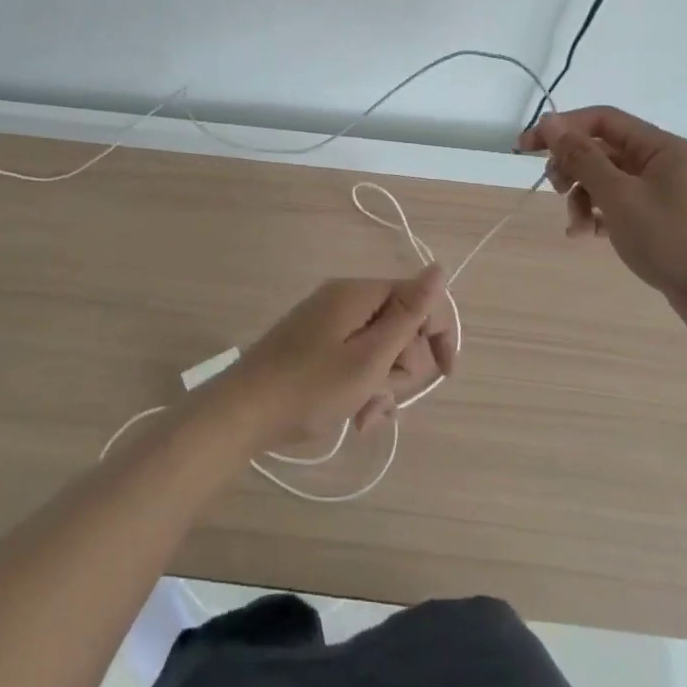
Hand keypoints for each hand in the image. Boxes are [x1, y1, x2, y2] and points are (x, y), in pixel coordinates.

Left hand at [224, 268, 454, 451]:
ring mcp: (328, 324)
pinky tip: (355, 418)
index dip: (438, 332)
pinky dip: (362, 388)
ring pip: (380, 350)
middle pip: (400, 326)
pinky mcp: (317, 347)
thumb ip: (408, 314)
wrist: (242, 414)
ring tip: (364, 416)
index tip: (445, 372)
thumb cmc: (310, 388)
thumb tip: (439, 267)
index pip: (418, 297)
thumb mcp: (368, 357)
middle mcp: (345, 301)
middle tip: (383, 392)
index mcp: (358, 294)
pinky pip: (356, 361)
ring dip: (382, 385)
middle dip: (402, 367)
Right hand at [517, 107, 686, 340]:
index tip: (526, 147)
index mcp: (659, 147)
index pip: (601, 120)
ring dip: (584, 198)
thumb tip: (551, 122)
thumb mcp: (620, 197)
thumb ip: (583, 158)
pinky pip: (621, 206)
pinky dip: (601, 216)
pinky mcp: (663, 221)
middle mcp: (662, 163)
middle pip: (603, 150)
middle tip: (556, 190)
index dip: (562, 128)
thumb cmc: (675, 240)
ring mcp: (664, 193)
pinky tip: (589, 236)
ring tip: (577, 228)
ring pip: (609, 182)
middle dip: (573, 169)